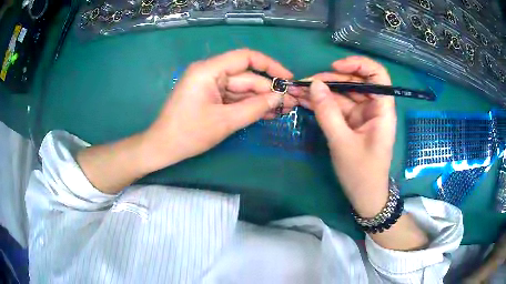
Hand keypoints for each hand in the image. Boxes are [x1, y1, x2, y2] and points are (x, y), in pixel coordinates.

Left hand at [142, 49, 294, 172]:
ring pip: (242, 89)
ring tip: (284, 110)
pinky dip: (249, 106)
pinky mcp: (210, 98)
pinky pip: (234, 98)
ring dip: (261, 99)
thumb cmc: (189, 134)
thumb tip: (280, 97)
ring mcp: (210, 86)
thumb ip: (254, 107)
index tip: (288, 78)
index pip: (246, 58)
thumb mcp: (225, 121)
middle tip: (291, 102)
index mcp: (209, 70)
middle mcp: (210, 73)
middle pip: (246, 77)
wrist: (163, 148)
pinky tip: (267, 113)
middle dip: (269, 90)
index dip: (270, 66)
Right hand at [289, 56, 396, 217]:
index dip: (358, 65)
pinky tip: (305, 100)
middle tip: (304, 83)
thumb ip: (328, 112)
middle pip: (355, 82)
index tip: (335, 67)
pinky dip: (322, 104)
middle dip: (330, 80)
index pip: (377, 75)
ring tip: (298, 90)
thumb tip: (314, 84)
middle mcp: (374, 108)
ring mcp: (362, 115)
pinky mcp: (352, 123)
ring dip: (322, 92)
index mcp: (382, 110)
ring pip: (343, 94)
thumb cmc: (361, 173)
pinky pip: (338, 107)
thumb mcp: (342, 143)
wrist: (365, 197)